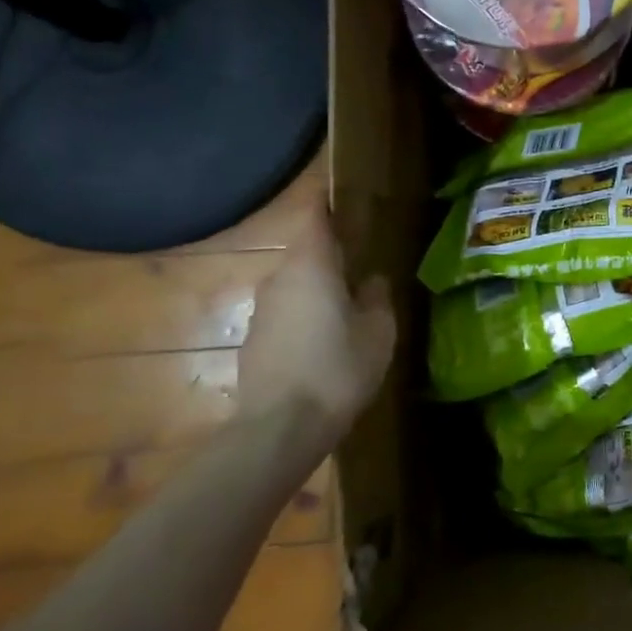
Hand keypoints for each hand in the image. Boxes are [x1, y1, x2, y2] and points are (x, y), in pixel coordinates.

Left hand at [238, 207, 395, 443]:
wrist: (280, 427)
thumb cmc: (338, 368)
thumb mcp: (378, 332)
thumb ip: (377, 297)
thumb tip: (371, 280)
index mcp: (311, 265)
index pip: (315, 217)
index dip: (329, 205)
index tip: (346, 203)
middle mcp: (279, 278)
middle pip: (305, 254)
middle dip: (331, 258)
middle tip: (362, 270)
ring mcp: (261, 311)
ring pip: (294, 287)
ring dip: (318, 292)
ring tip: (348, 313)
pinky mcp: (253, 341)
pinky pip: (285, 316)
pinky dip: (304, 320)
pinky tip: (323, 347)